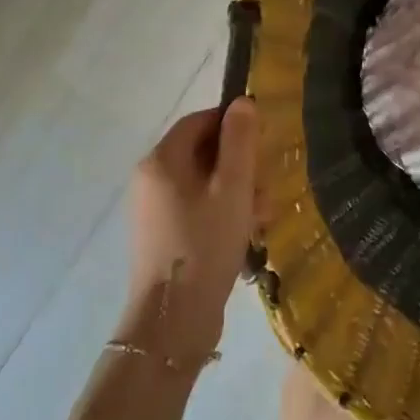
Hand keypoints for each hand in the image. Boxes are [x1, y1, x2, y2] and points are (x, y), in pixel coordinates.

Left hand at [123, 98, 258, 365]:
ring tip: (263, 216)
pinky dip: (223, 212)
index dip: (233, 123)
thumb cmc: (206, 243)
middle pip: (203, 152)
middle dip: (241, 165)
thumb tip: (243, 102)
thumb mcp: (233, 187)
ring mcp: (154, 209)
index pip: (199, 121)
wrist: (173, 318)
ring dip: (238, 191)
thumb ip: (240, 141)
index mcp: (161, 160)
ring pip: (204, 183)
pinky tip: (248, 232)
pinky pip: (197, 207)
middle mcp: (151, 179)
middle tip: (268, 186)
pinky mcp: (163, 234)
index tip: (265, 141)